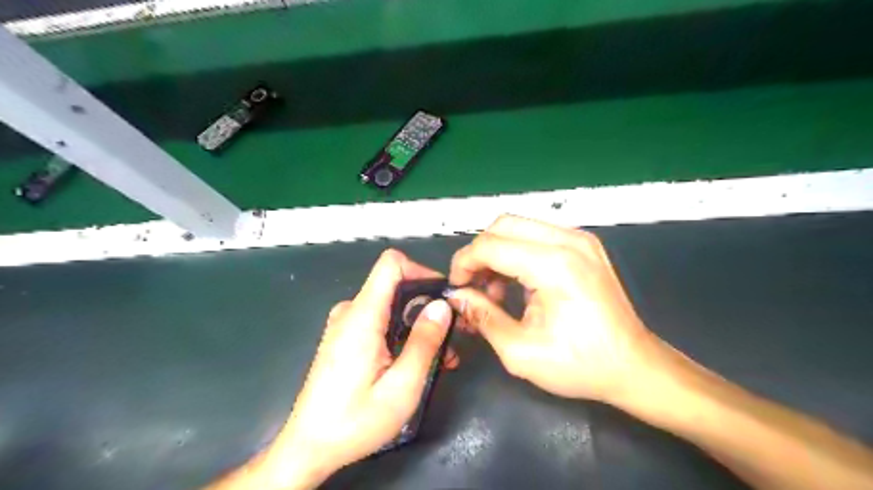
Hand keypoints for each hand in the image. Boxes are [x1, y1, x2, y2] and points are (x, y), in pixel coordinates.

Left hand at [257, 250, 452, 487]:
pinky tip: (415, 361)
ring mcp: (345, 324)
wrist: (309, 448)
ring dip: (417, 326)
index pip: (391, 264)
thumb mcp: (402, 387)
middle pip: (395, 286)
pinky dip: (401, 334)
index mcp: (362, 316)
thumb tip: (442, 306)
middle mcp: (350, 312)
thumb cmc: (355, 421)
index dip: (421, 271)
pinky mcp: (345, 337)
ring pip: (391, 306)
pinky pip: (379, 321)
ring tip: (439, 358)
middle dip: (427, 307)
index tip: (442, 298)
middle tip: (450, 337)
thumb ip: (424, 342)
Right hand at [450, 214, 661, 405]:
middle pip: (503, 225)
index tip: (457, 288)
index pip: (491, 245)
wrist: (633, 366)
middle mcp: (569, 241)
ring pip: (519, 226)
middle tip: (473, 286)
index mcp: (555, 265)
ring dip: (498, 252)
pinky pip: (537, 234)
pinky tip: (517, 282)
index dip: (464, 263)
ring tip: (495, 290)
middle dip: (479, 253)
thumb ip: (482, 316)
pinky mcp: (584, 245)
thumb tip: (456, 297)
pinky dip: (517, 252)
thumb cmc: (580, 364)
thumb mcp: (521, 351)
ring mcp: (580, 239)